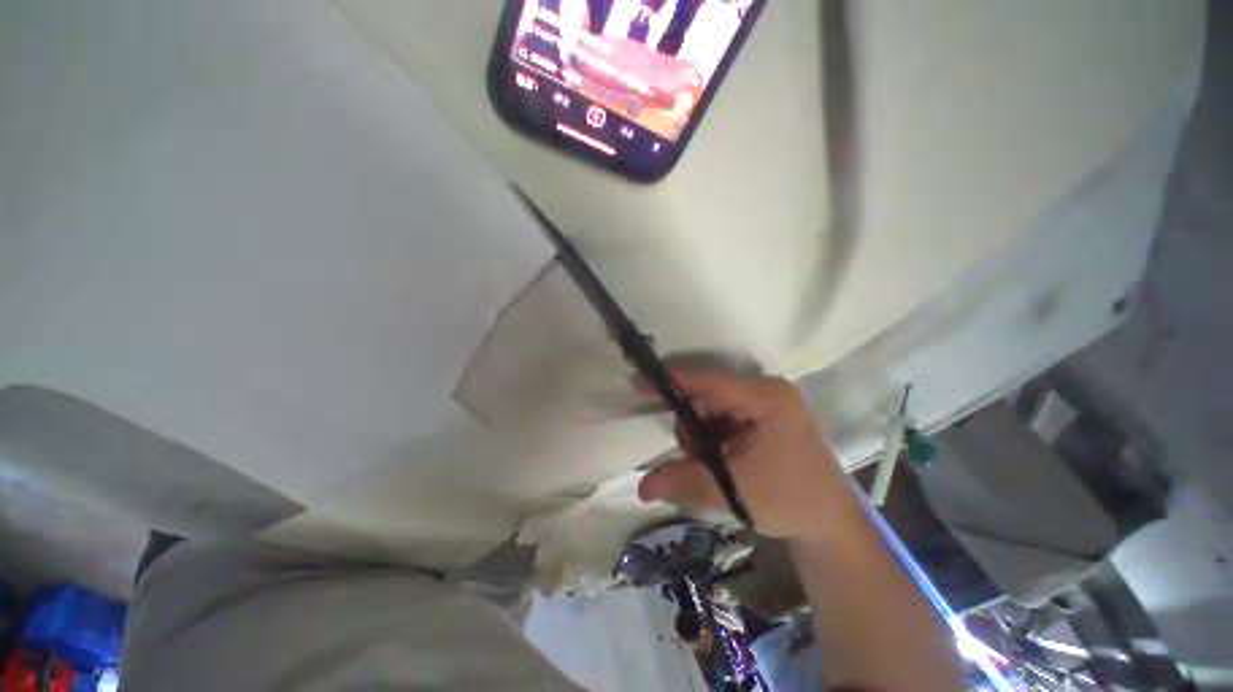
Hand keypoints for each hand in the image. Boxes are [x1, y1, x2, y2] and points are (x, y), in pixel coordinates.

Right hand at [637, 368, 860, 538]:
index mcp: (766, 398)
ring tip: (714, 465)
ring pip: (711, 407)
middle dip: (691, 425)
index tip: (638, 381)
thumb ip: (685, 481)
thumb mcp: (734, 491)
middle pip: (707, 395)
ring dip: (700, 435)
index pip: (709, 381)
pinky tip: (720, 459)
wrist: (829, 523)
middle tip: (691, 456)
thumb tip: (641, 487)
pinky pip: (722, 416)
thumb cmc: (790, 502)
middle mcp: (765, 391)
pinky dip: (711, 437)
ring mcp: (765, 402)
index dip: (672, 380)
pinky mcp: (762, 415)